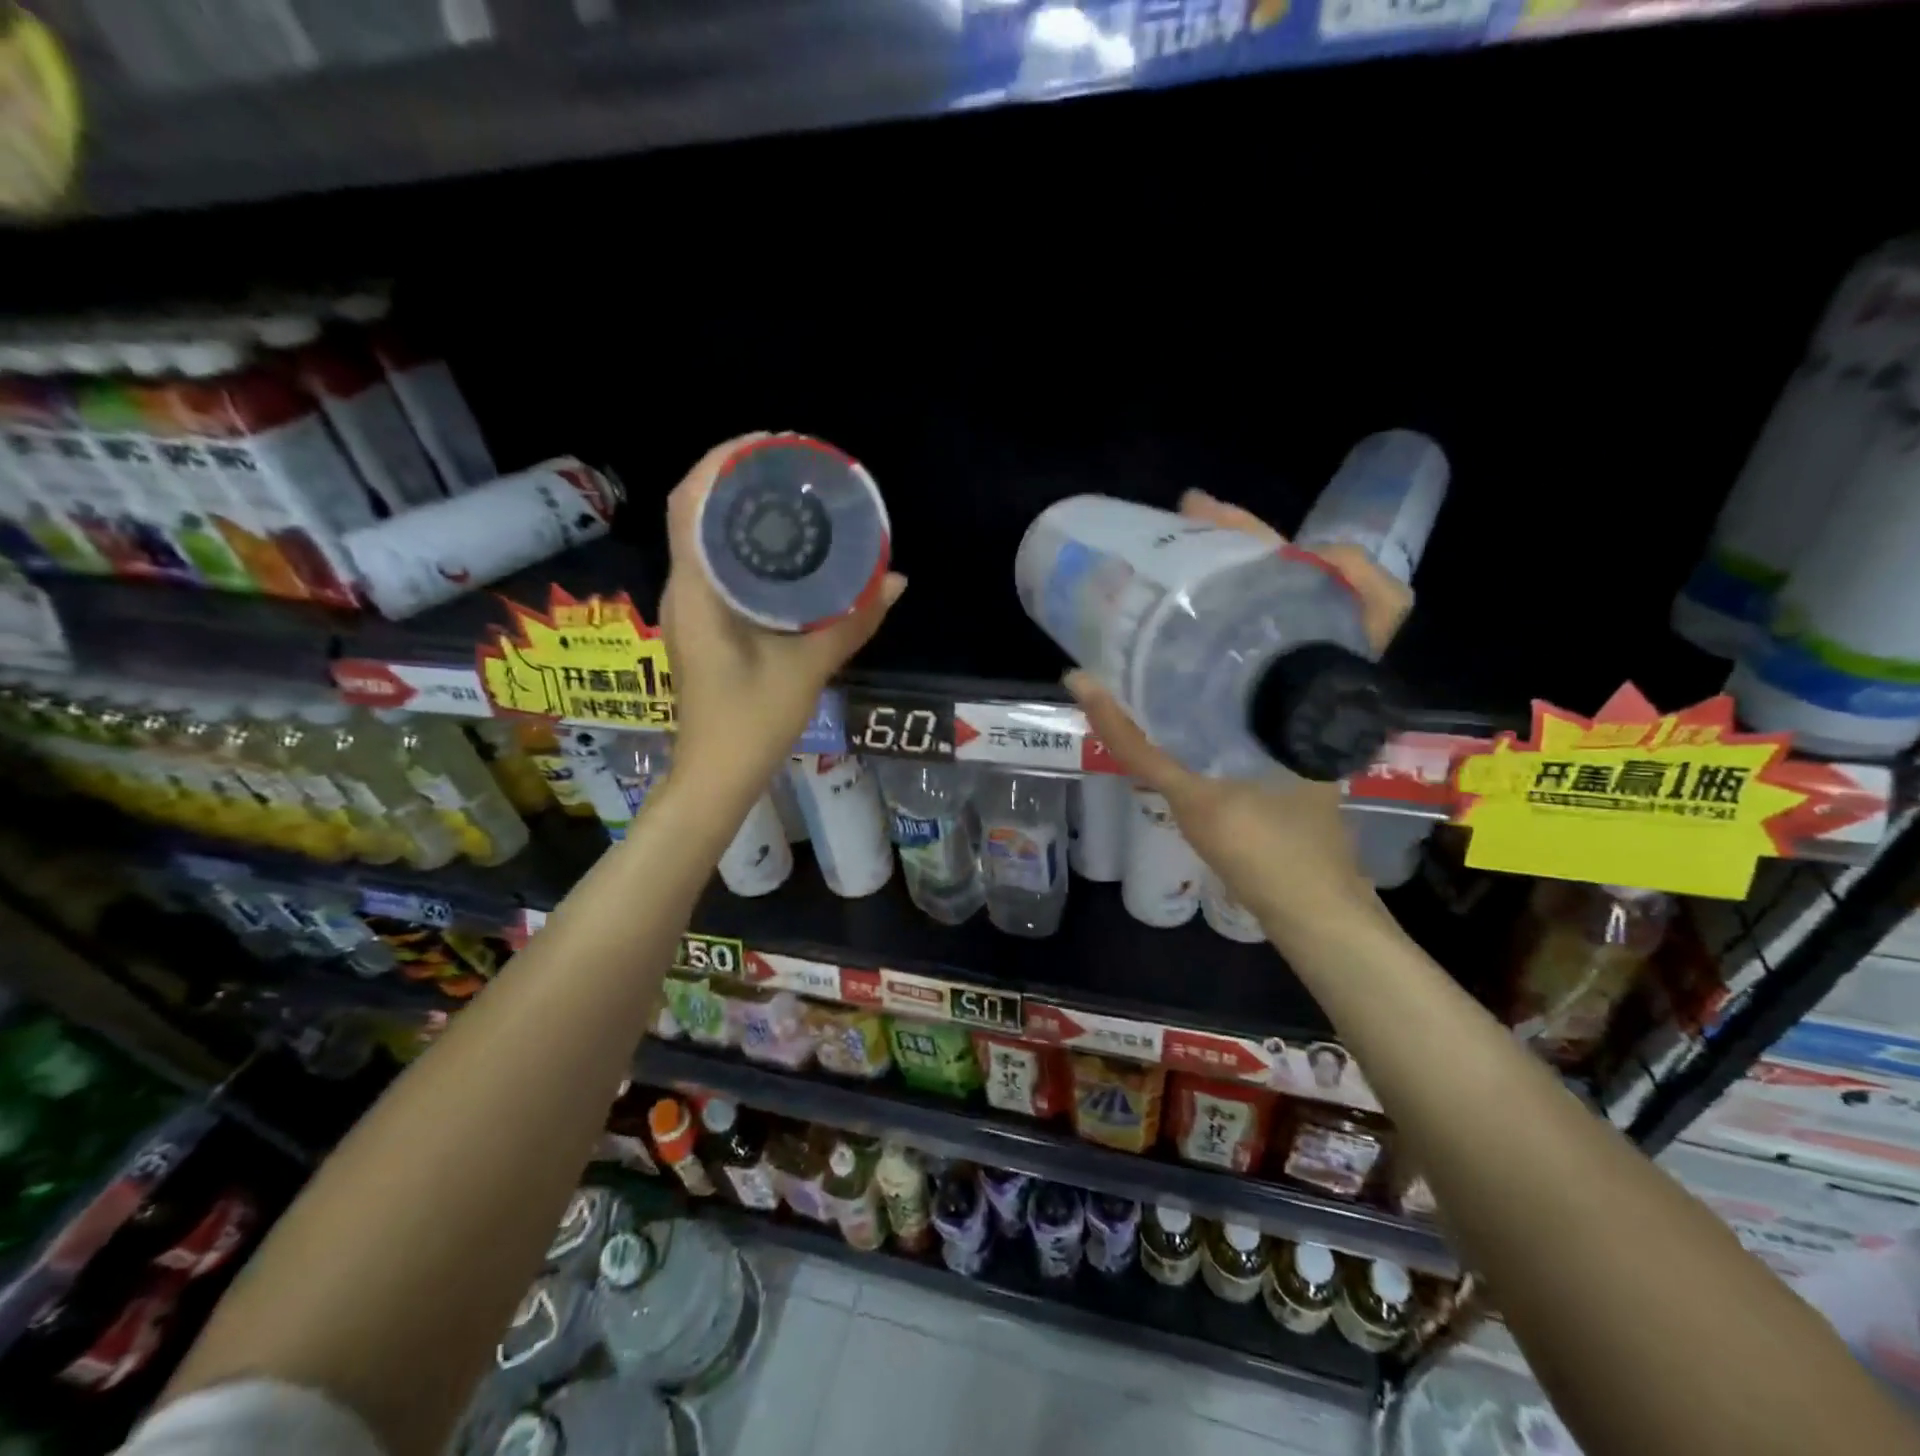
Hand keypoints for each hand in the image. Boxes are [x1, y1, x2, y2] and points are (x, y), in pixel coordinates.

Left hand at [660, 435, 906, 800]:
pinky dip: (742, 546)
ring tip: (790, 497)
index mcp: (697, 591)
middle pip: (695, 511)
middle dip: (737, 479)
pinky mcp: (701, 625)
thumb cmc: (752, 723)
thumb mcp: (808, 668)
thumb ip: (852, 620)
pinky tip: (781, 552)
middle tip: (793, 469)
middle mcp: (683, 590)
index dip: (722, 462)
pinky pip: (715, 567)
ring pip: (703, 539)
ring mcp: (689, 608)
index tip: (769, 444)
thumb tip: (896, 580)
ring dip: (738, 511)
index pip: (690, 503)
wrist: (716, 777)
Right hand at [1065, 489, 1410, 948]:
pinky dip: (1238, 627)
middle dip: (1260, 546)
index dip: (1333, 552)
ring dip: (1248, 581)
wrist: (1305, 900)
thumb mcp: (1194, 789)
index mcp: (1329, 689)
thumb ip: (1135, 737)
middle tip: (1190, 522)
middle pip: (1318, 589)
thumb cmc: (1268, 846)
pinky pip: (1272, 654)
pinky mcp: (1291, 720)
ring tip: (1184, 562)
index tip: (1262, 532)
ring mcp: (1313, 700)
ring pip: (1294, 617)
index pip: (1370, 598)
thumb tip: (1078, 678)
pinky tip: (1191, 632)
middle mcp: (1330, 682)